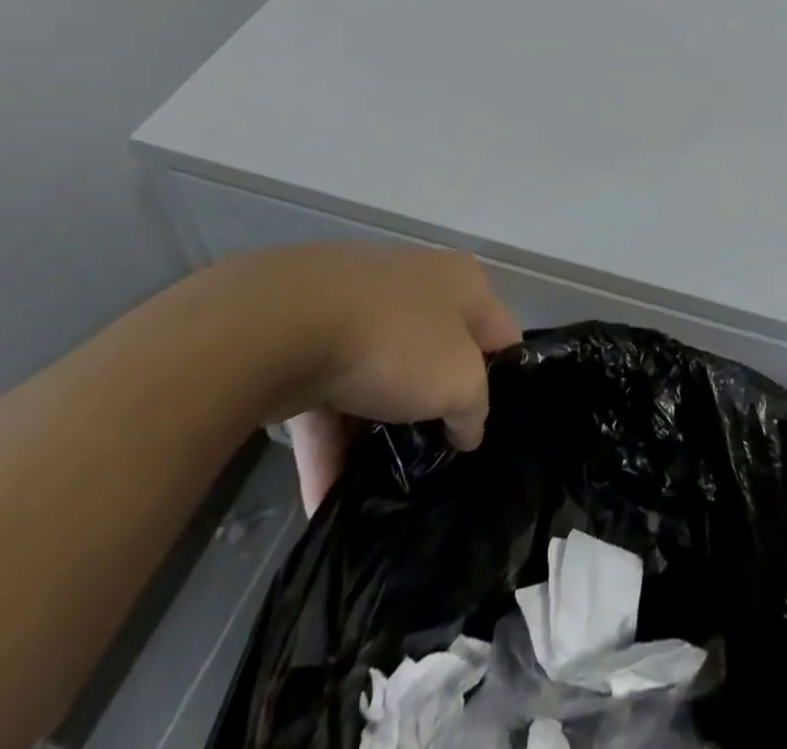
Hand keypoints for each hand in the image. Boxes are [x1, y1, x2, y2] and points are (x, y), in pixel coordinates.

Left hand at [212, 242, 520, 513]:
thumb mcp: (460, 381)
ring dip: (375, 437)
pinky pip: (327, 401)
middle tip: (437, 463)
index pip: (499, 335)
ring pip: (378, 381)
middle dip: (434, 411)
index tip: (493, 431)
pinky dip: (328, 447)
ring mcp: (356, 311)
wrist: (282, 324)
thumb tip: (465, 429)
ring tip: (380, 493)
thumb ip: (474, 409)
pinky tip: (324, 503)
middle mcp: (414, 286)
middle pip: (437, 357)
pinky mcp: (304, 341)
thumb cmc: (395, 341)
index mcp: (461, 282)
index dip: (504, 383)